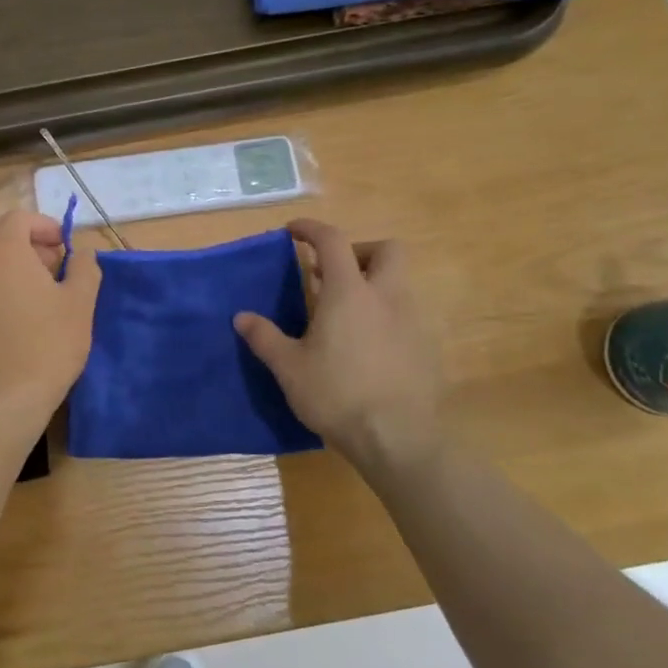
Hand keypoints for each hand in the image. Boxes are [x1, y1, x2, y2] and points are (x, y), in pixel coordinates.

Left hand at [0, 209, 101, 423]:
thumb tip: (83, 251)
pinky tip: (0, 325)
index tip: (61, 247)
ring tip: (22, 295)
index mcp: (3, 252)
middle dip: (16, 241)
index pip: (18, 218)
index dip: (43, 225)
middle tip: (43, 266)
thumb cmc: (49, 346)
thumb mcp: (81, 304)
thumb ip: (85, 268)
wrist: (2, 402)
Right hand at [235, 219, 442, 472]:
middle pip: (387, 250)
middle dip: (360, 252)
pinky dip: (386, 316)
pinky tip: (367, 348)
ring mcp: (413, 321)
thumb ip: (264, 337)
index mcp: (349, 292)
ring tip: (345, 316)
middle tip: (333, 275)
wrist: (397, 438)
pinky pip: (407, 316)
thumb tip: (241, 317)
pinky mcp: (427, 347)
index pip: (332, 241)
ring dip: (373, 286)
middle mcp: (386, 296)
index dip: (311, 229)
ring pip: (399, 284)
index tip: (293, 231)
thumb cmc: (336, 395)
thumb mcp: (288, 368)